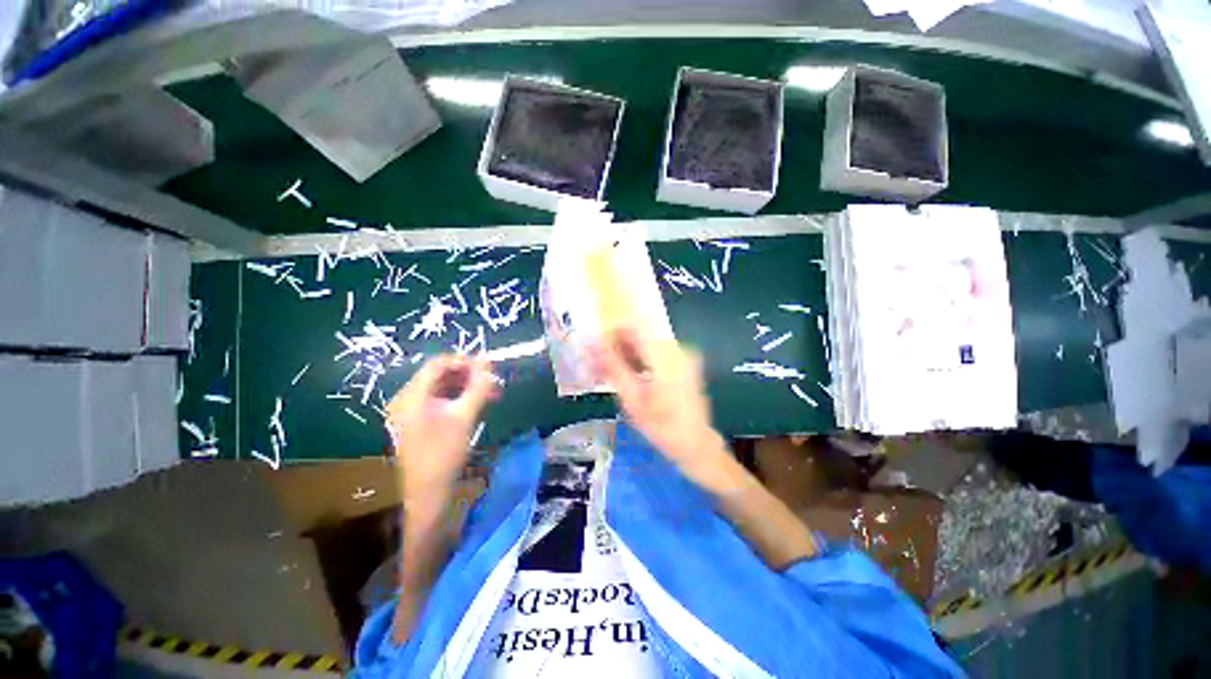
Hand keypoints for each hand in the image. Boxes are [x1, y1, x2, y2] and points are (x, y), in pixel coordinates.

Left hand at [385, 355, 497, 510]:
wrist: (427, 492)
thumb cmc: (444, 453)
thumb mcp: (465, 416)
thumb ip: (478, 385)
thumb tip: (488, 359)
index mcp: (411, 395)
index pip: (438, 363)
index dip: (464, 361)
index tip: (488, 368)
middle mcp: (406, 398)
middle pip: (440, 374)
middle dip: (468, 375)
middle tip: (492, 382)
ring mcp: (410, 410)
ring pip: (442, 386)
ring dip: (466, 386)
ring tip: (490, 393)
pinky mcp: (418, 420)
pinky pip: (440, 399)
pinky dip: (459, 397)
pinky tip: (475, 403)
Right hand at [591, 328, 728, 486]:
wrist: (697, 444)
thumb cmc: (662, 427)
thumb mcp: (632, 400)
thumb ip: (611, 368)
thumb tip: (590, 344)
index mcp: (665, 356)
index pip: (634, 326)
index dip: (612, 333)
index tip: (597, 351)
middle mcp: (676, 348)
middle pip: (640, 333)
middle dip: (617, 346)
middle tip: (599, 367)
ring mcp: (682, 354)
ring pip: (646, 343)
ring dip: (626, 354)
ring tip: (611, 375)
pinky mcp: (683, 361)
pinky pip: (655, 351)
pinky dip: (639, 360)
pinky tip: (629, 378)